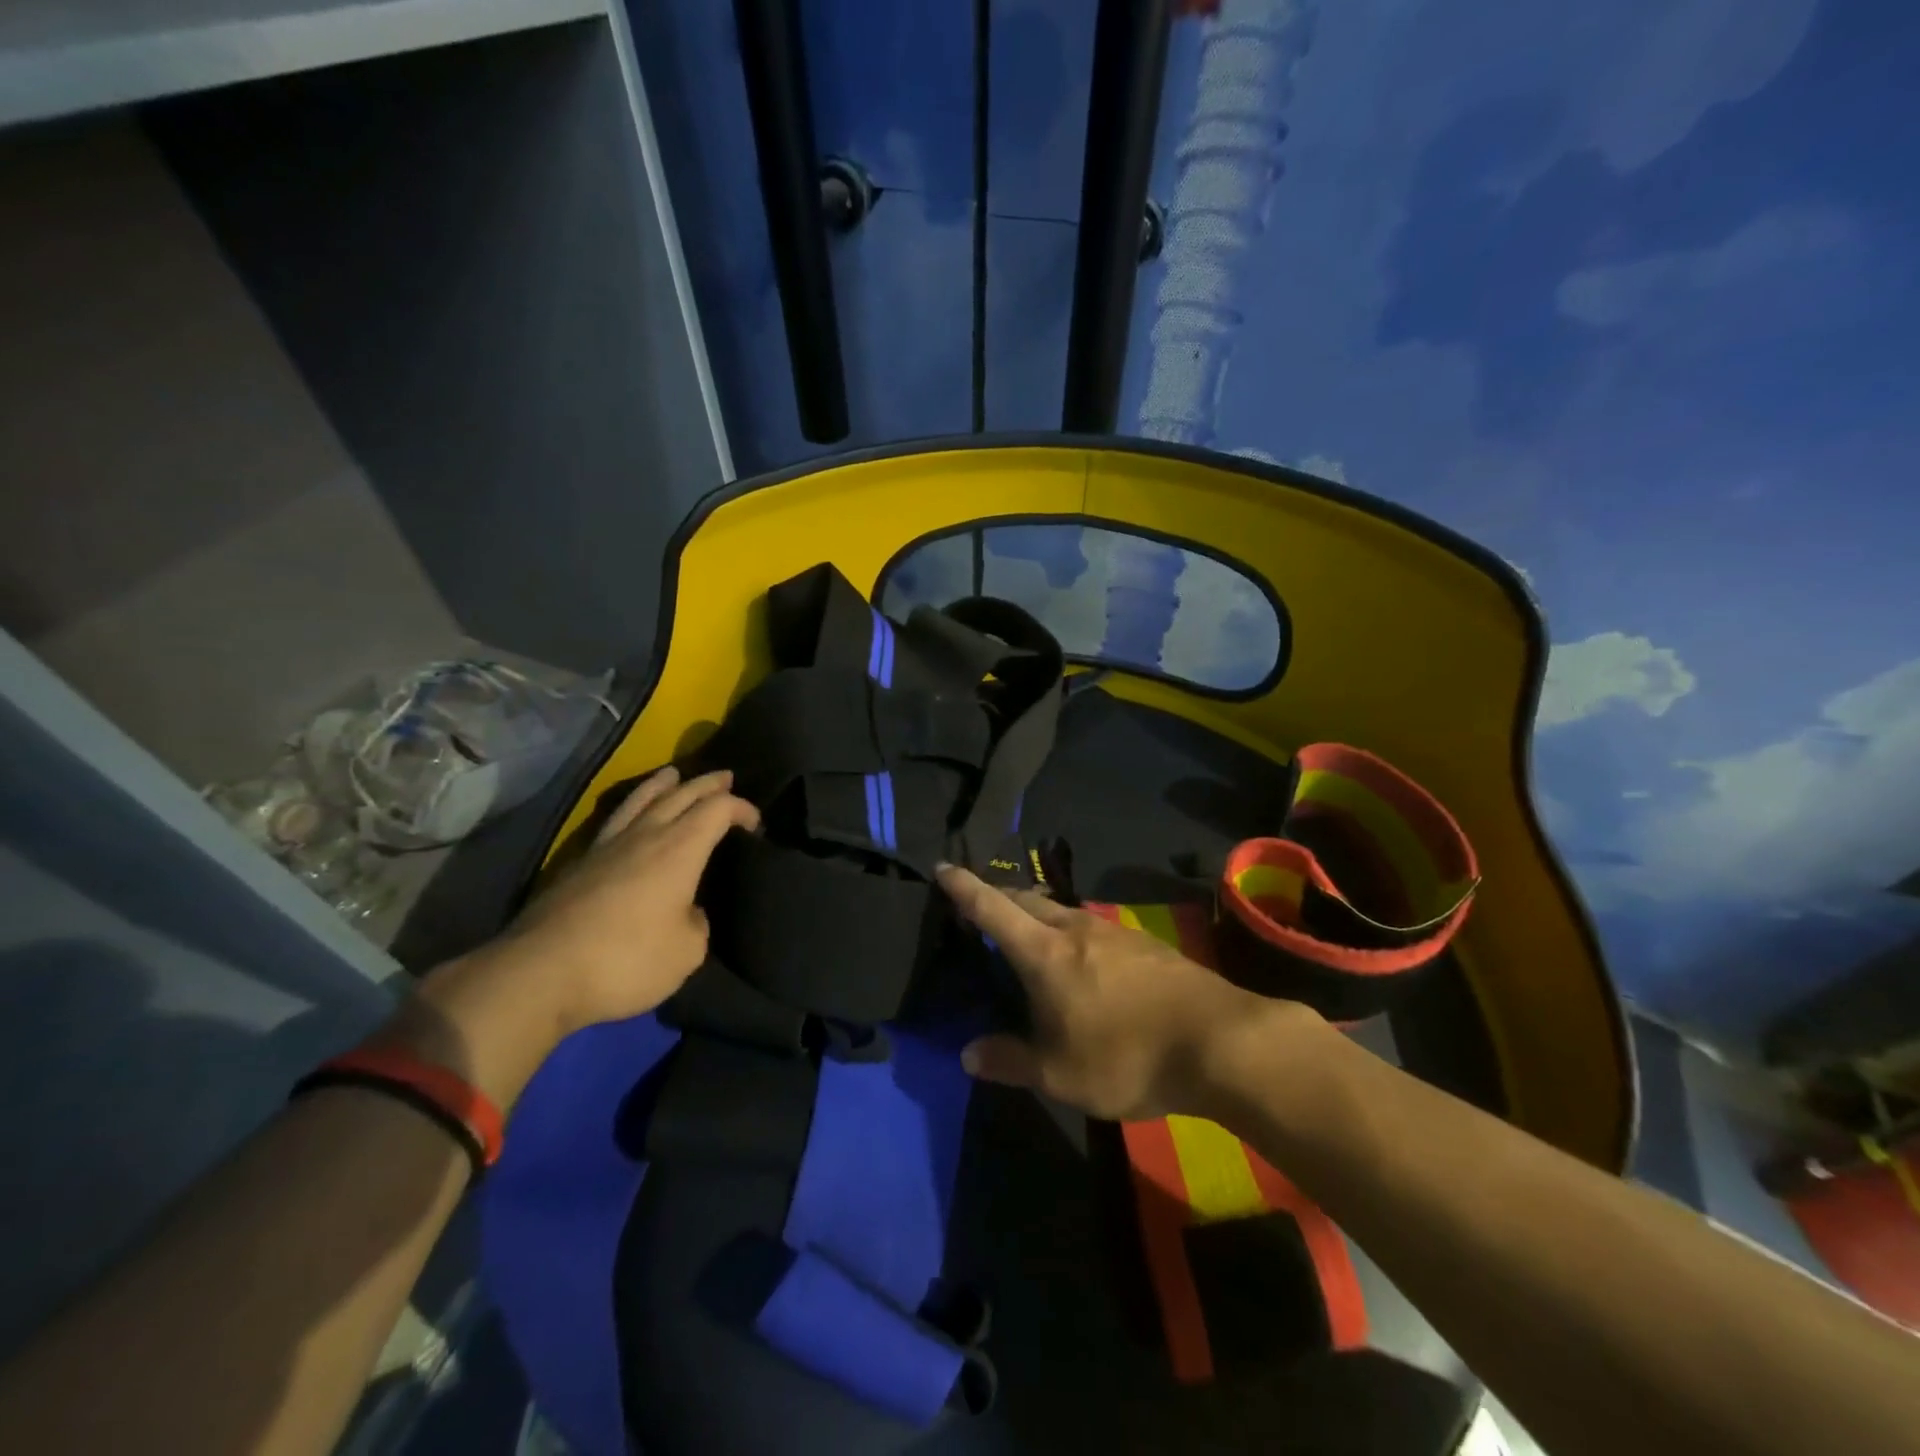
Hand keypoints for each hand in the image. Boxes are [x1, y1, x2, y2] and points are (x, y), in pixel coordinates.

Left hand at [506, 766, 759, 1032]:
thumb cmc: (627, 959)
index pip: (717, 810)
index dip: (741, 809)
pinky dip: (633, 809)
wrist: (540, 974)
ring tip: (672, 774)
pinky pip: (615, 822)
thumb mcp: (687, 951)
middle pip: (679, 795)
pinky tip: (631, 819)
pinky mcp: (578, 865)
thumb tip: (686, 910)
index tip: (755, 824)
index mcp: (679, 850)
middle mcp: (644, 837)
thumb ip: (696, 922)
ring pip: (640, 801)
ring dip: (662, 785)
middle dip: (706, 785)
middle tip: (725, 778)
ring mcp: (606, 848)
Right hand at [937, 865, 1318, 1120]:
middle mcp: (1074, 929)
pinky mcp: (1142, 943)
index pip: (992, 909)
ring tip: (1027, 939)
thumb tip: (969, 1054)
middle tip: (979, 911)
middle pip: (1026, 900)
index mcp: (1045, 953)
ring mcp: (1112, 931)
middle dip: (998, 898)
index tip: (942, 867)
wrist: (1219, 1041)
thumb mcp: (1060, 1075)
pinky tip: (1080, 962)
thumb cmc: (1128, 1057)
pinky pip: (1089, 927)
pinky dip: (1068, 933)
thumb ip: (1010, 1061)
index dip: (963, 888)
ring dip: (1035, 916)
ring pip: (1060, 911)